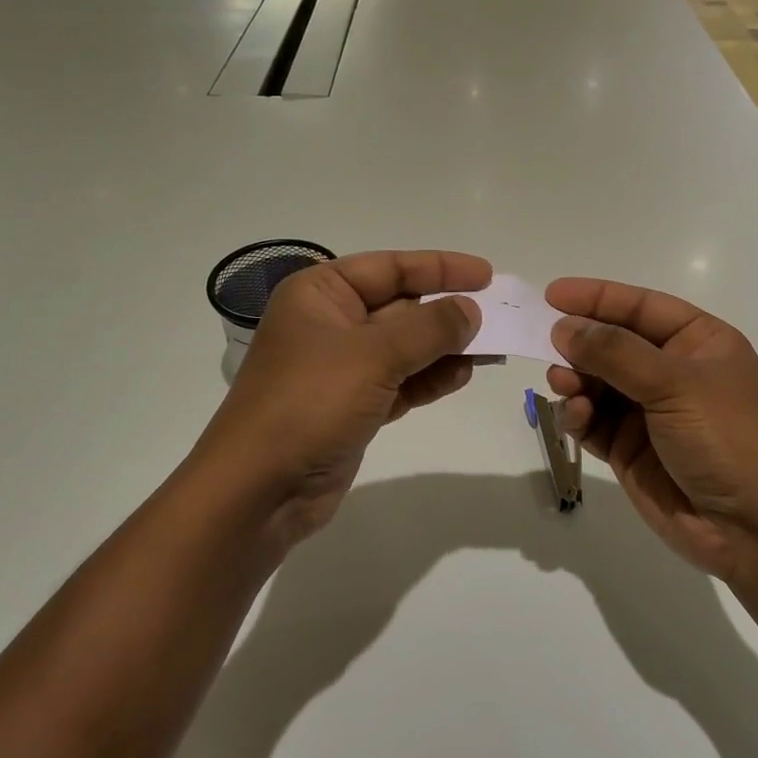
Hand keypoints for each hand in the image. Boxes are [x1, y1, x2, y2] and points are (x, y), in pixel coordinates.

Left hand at [197, 250, 488, 556]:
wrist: (258, 491)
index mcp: (320, 293)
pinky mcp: (352, 406)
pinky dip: (430, 379)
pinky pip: (401, 382)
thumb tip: (471, 310)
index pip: (390, 267)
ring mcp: (340, 368)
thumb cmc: (309, 403)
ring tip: (490, 349)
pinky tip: (462, 376)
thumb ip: (429, 328)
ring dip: (444, 348)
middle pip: (400, 306)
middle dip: (447, 311)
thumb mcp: (373, 355)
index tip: (487, 275)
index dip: (441, 267)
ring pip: (405, 347)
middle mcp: (329, 323)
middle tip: (499, 315)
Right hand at [545, 278, 757, 589]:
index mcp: (700, 342)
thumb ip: (615, 353)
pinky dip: (579, 415)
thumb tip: (563, 327)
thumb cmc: (727, 438)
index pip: (641, 307)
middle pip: (614, 344)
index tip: (551, 294)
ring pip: (597, 382)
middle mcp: (673, 372)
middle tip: (547, 345)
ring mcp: (650, 412)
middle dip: (581, 343)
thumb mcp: (676, 384)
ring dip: (575, 380)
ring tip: (563, 385)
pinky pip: (593, 421)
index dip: (597, 298)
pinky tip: (576, 417)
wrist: (753, 531)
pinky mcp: (631, 449)